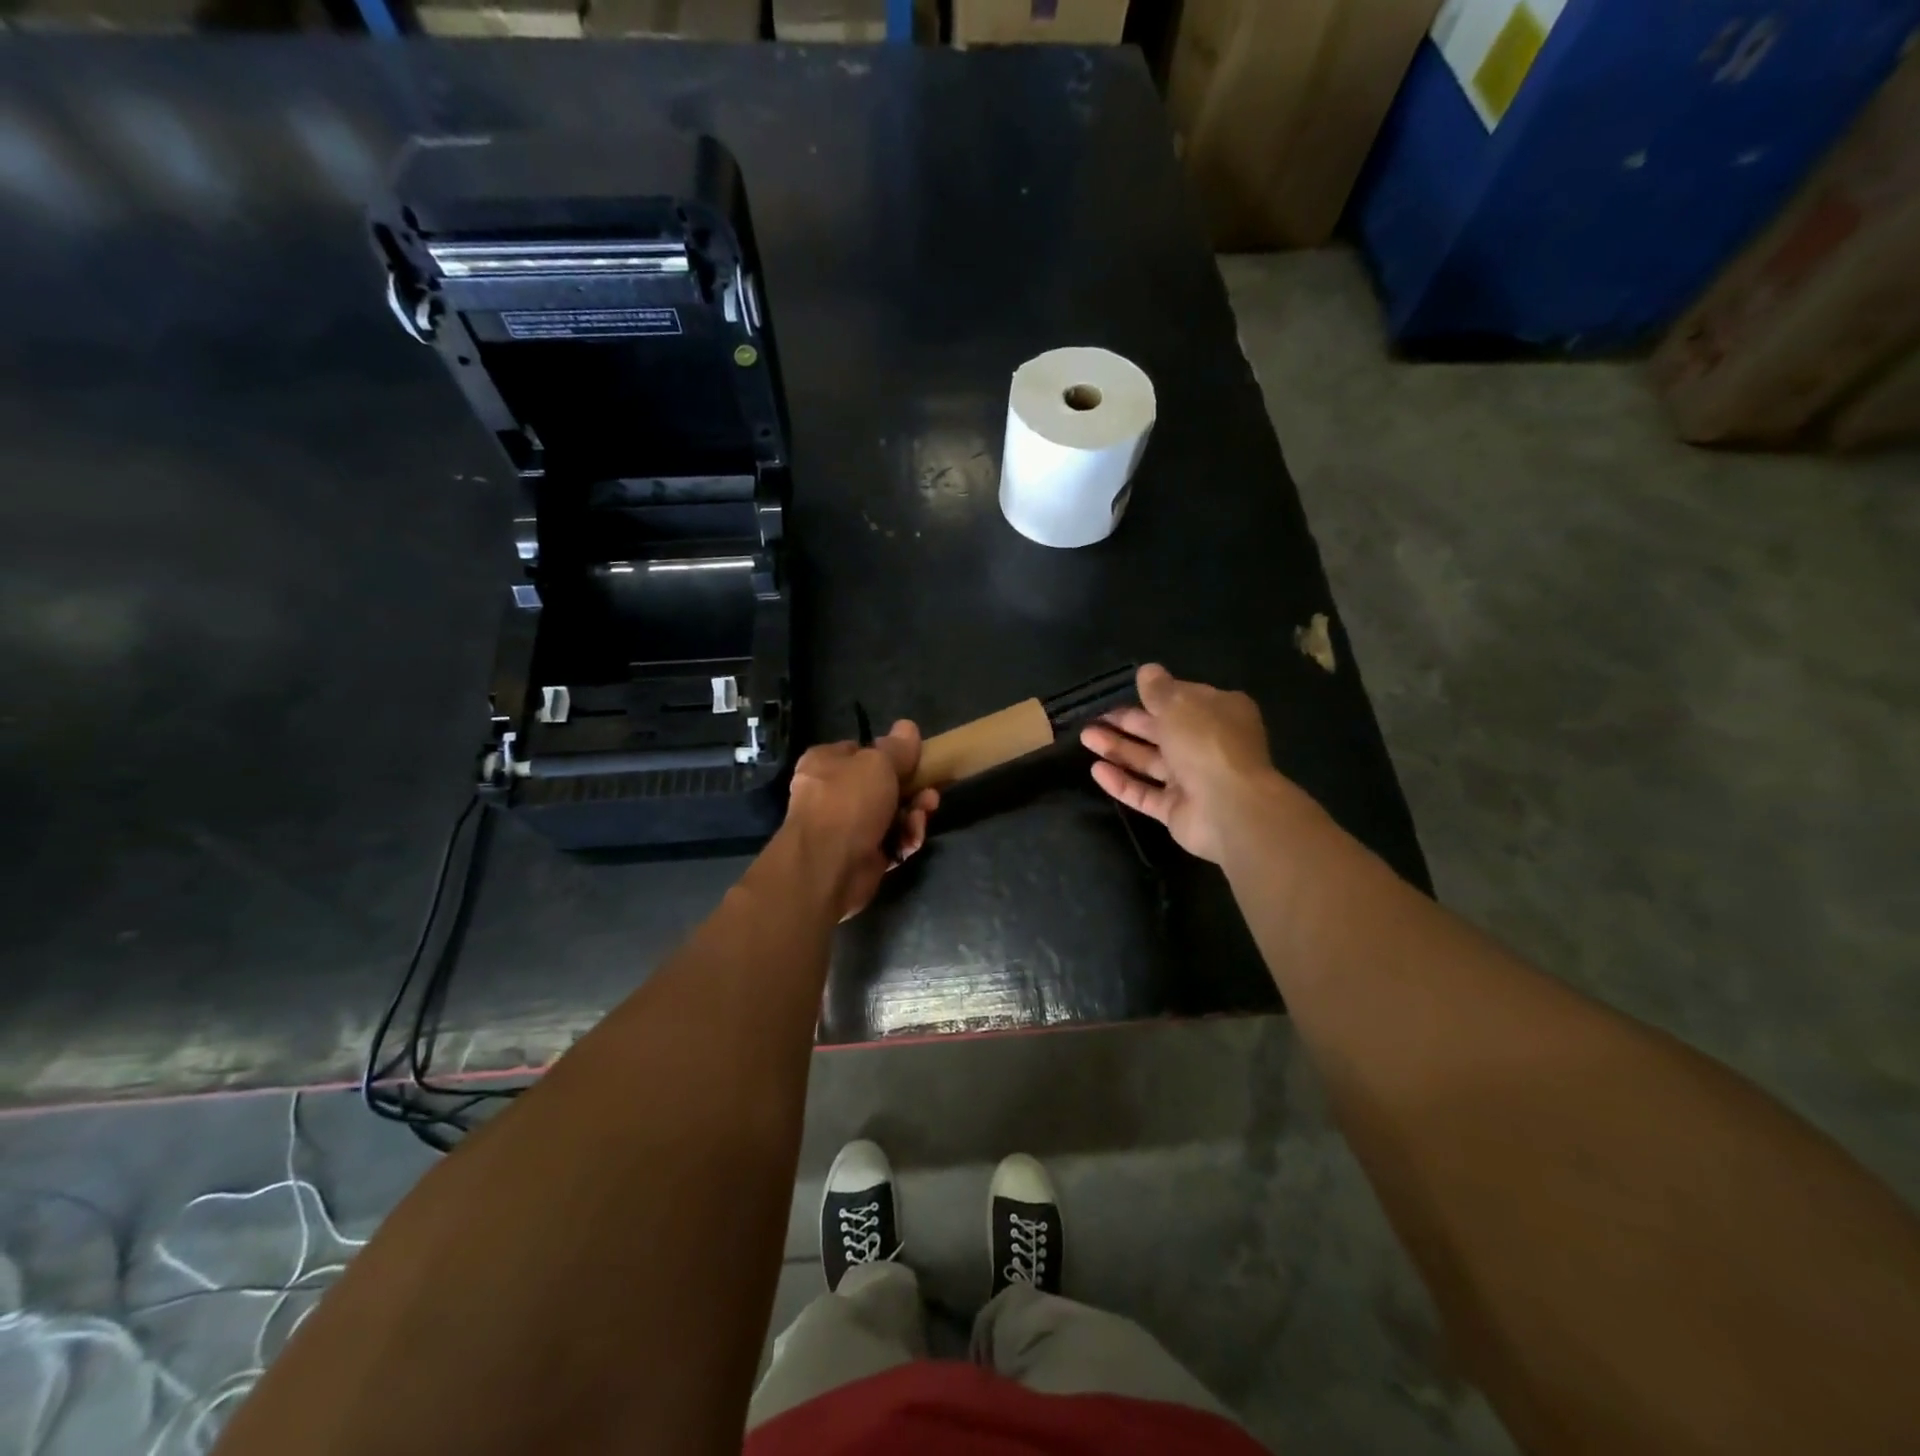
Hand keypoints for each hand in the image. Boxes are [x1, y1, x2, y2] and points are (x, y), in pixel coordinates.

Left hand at [784, 721, 939, 919]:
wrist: (829, 866)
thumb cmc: (849, 802)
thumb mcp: (878, 763)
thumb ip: (897, 747)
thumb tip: (907, 726)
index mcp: (825, 763)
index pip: (860, 750)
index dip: (888, 754)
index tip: (914, 758)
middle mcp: (832, 793)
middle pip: (881, 784)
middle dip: (911, 789)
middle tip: (930, 791)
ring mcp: (846, 827)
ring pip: (891, 814)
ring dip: (913, 814)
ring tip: (922, 816)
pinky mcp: (861, 856)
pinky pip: (890, 841)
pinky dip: (903, 840)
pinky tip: (910, 842)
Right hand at [1080, 664, 1281, 863]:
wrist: (1229, 808)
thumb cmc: (1207, 743)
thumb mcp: (1179, 704)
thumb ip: (1159, 689)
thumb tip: (1147, 671)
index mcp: (1219, 713)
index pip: (1183, 699)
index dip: (1154, 695)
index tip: (1124, 692)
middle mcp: (1208, 745)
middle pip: (1162, 730)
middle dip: (1127, 723)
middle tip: (1094, 716)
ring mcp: (1193, 780)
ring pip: (1150, 761)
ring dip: (1118, 748)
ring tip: (1086, 737)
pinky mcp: (1177, 810)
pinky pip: (1145, 793)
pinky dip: (1122, 782)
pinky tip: (1096, 770)